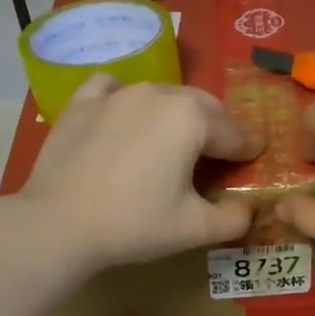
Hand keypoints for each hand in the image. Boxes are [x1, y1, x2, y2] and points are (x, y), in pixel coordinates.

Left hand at [10, 74, 263, 271]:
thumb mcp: (195, 228)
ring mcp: (117, 93)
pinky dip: (127, 97)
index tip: (257, 156)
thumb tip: (250, 210)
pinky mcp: (82, 102)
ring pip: (163, 94)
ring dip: (179, 113)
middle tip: (223, 151)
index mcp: (193, 119)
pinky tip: (125, 113)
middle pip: (203, 106)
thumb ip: (234, 219)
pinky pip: (114, 87)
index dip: (249, 148)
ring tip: (178, 137)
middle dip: (219, 126)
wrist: (58, 223)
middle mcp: (159, 94)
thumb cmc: (134, 223)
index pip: (234, 133)